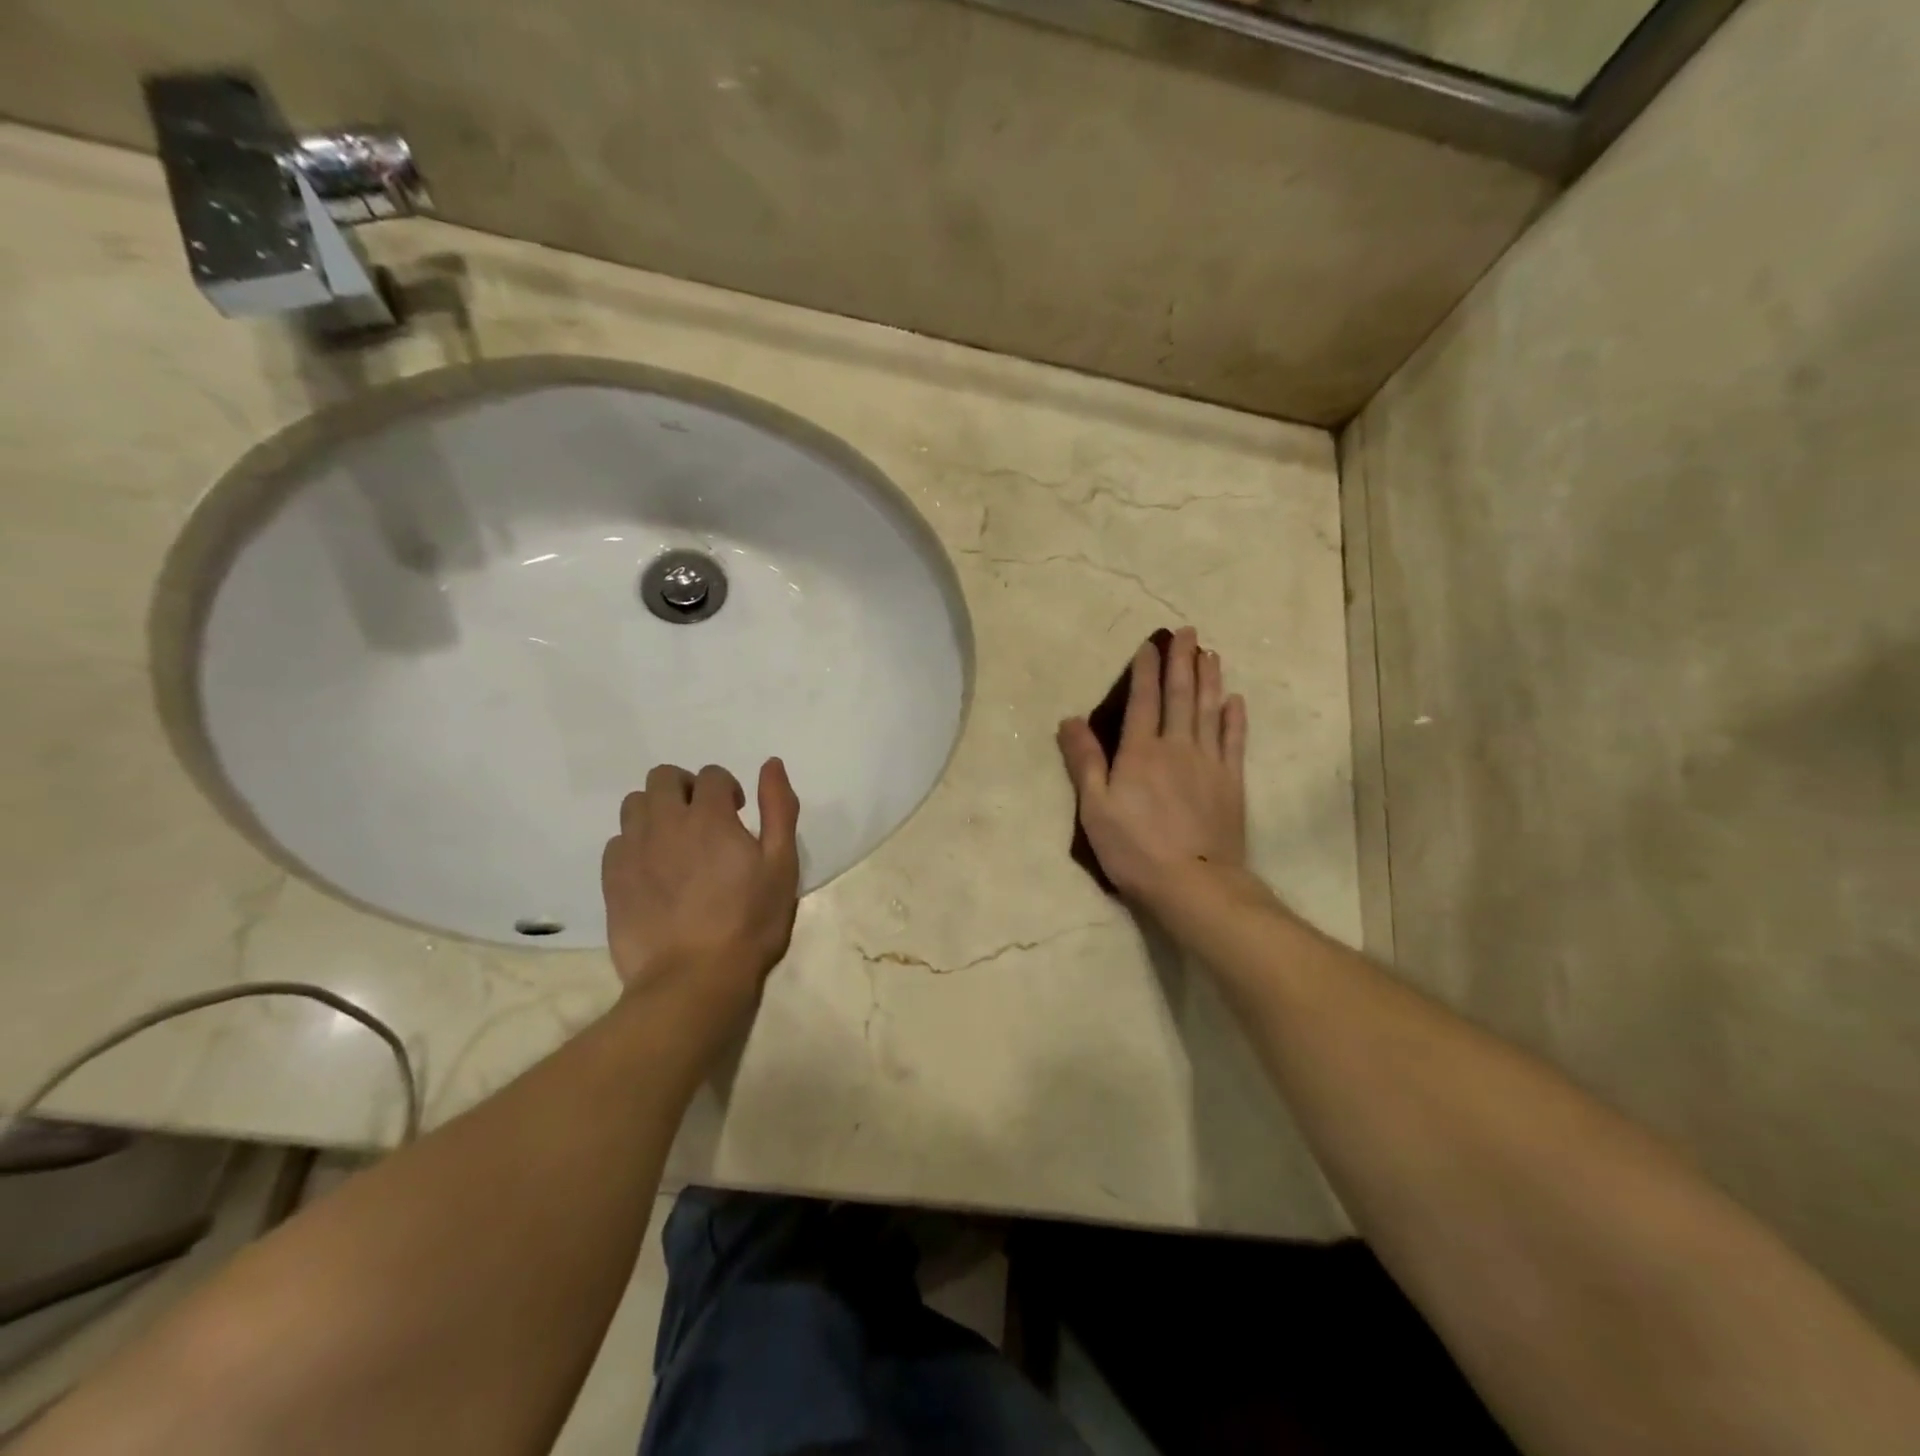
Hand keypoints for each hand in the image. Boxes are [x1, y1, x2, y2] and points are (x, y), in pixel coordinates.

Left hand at [602, 759, 801, 1027]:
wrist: (693, 981)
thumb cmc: (749, 923)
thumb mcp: (781, 865)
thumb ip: (778, 809)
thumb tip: (771, 764)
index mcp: (709, 817)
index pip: (712, 775)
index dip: (727, 789)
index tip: (738, 814)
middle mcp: (666, 823)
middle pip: (663, 778)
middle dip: (686, 788)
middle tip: (704, 820)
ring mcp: (633, 851)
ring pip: (635, 805)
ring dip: (657, 811)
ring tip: (676, 842)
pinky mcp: (612, 880)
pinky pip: (617, 841)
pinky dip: (635, 843)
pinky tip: (654, 870)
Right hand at [1058, 628, 1248, 908]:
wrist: (1193, 883)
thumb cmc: (1134, 848)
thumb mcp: (1095, 808)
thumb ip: (1084, 762)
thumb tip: (1069, 720)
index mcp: (1140, 752)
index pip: (1143, 700)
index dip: (1146, 670)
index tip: (1151, 644)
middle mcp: (1177, 747)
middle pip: (1181, 696)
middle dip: (1183, 662)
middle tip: (1188, 633)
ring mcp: (1209, 763)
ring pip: (1210, 711)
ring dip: (1210, 679)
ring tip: (1210, 654)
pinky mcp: (1231, 783)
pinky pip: (1234, 741)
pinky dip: (1234, 718)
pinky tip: (1234, 701)